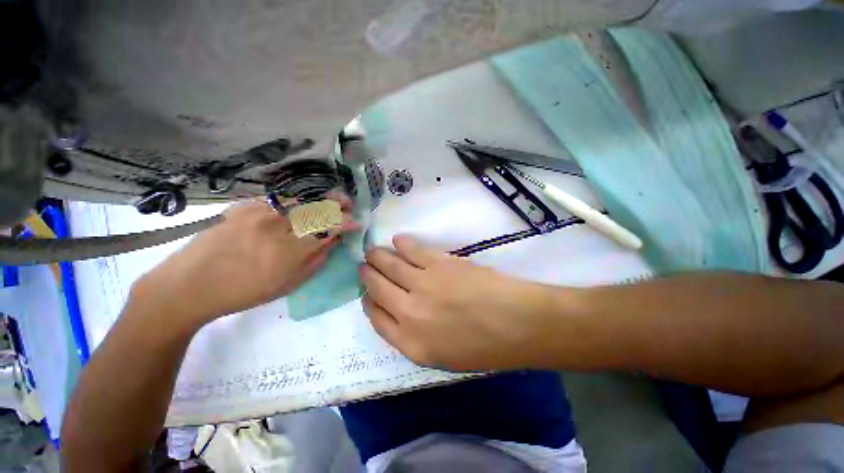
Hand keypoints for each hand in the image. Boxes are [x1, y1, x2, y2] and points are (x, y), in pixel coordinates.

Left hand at [134, 199, 358, 325]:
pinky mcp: (242, 208)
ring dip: (317, 198)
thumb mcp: (287, 285)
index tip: (355, 222)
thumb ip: (315, 261)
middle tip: (347, 202)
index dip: (344, 223)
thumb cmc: (243, 292)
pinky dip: (291, 200)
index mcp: (290, 250)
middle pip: (314, 209)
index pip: (326, 229)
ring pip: (297, 200)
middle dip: (335, 204)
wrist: (189, 286)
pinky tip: (297, 204)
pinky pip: (274, 200)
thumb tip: (332, 243)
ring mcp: (258, 214)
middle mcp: (277, 226)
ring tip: (329, 197)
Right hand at [360, 235, 555, 370]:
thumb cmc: (485, 347)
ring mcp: (422, 285)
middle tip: (365, 266)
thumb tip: (399, 312)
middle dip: (368, 276)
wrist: (517, 323)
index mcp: (410, 343)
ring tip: (372, 252)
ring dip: (378, 257)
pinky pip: (412, 250)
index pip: (377, 318)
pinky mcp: (438, 263)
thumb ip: (415, 337)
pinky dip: (402, 244)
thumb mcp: (443, 356)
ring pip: (390, 266)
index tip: (368, 294)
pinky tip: (397, 241)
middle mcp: (409, 313)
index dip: (369, 302)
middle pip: (377, 289)